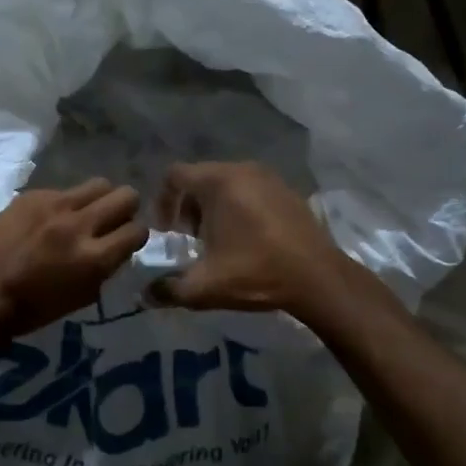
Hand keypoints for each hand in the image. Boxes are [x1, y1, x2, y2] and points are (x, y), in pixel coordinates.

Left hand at [0, 179, 148, 346]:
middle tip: (111, 222)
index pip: (138, 231)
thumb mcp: (79, 299)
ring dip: (99, 199)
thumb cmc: (27, 310)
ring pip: (99, 184)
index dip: (136, 236)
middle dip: (125, 209)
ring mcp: (55, 205)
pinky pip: (63, 190)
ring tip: (84, 215)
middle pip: (126, 196)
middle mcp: (80, 225)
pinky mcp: (31, 196)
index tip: (126, 241)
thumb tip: (112, 250)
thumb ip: (102, 270)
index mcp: (94, 259)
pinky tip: (47, 220)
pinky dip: (64, 203)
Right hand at [149, 162, 353, 317]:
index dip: (163, 202)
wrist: (318, 278)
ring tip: (219, 242)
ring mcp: (269, 177)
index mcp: (218, 182)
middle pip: (200, 179)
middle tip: (192, 240)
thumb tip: (146, 295)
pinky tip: (248, 240)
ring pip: (227, 184)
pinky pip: (251, 190)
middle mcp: (242, 169)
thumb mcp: (205, 287)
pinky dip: (240, 207)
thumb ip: (168, 289)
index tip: (168, 233)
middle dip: (189, 208)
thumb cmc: (256, 273)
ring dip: (214, 208)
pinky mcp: (288, 190)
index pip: (174, 175)